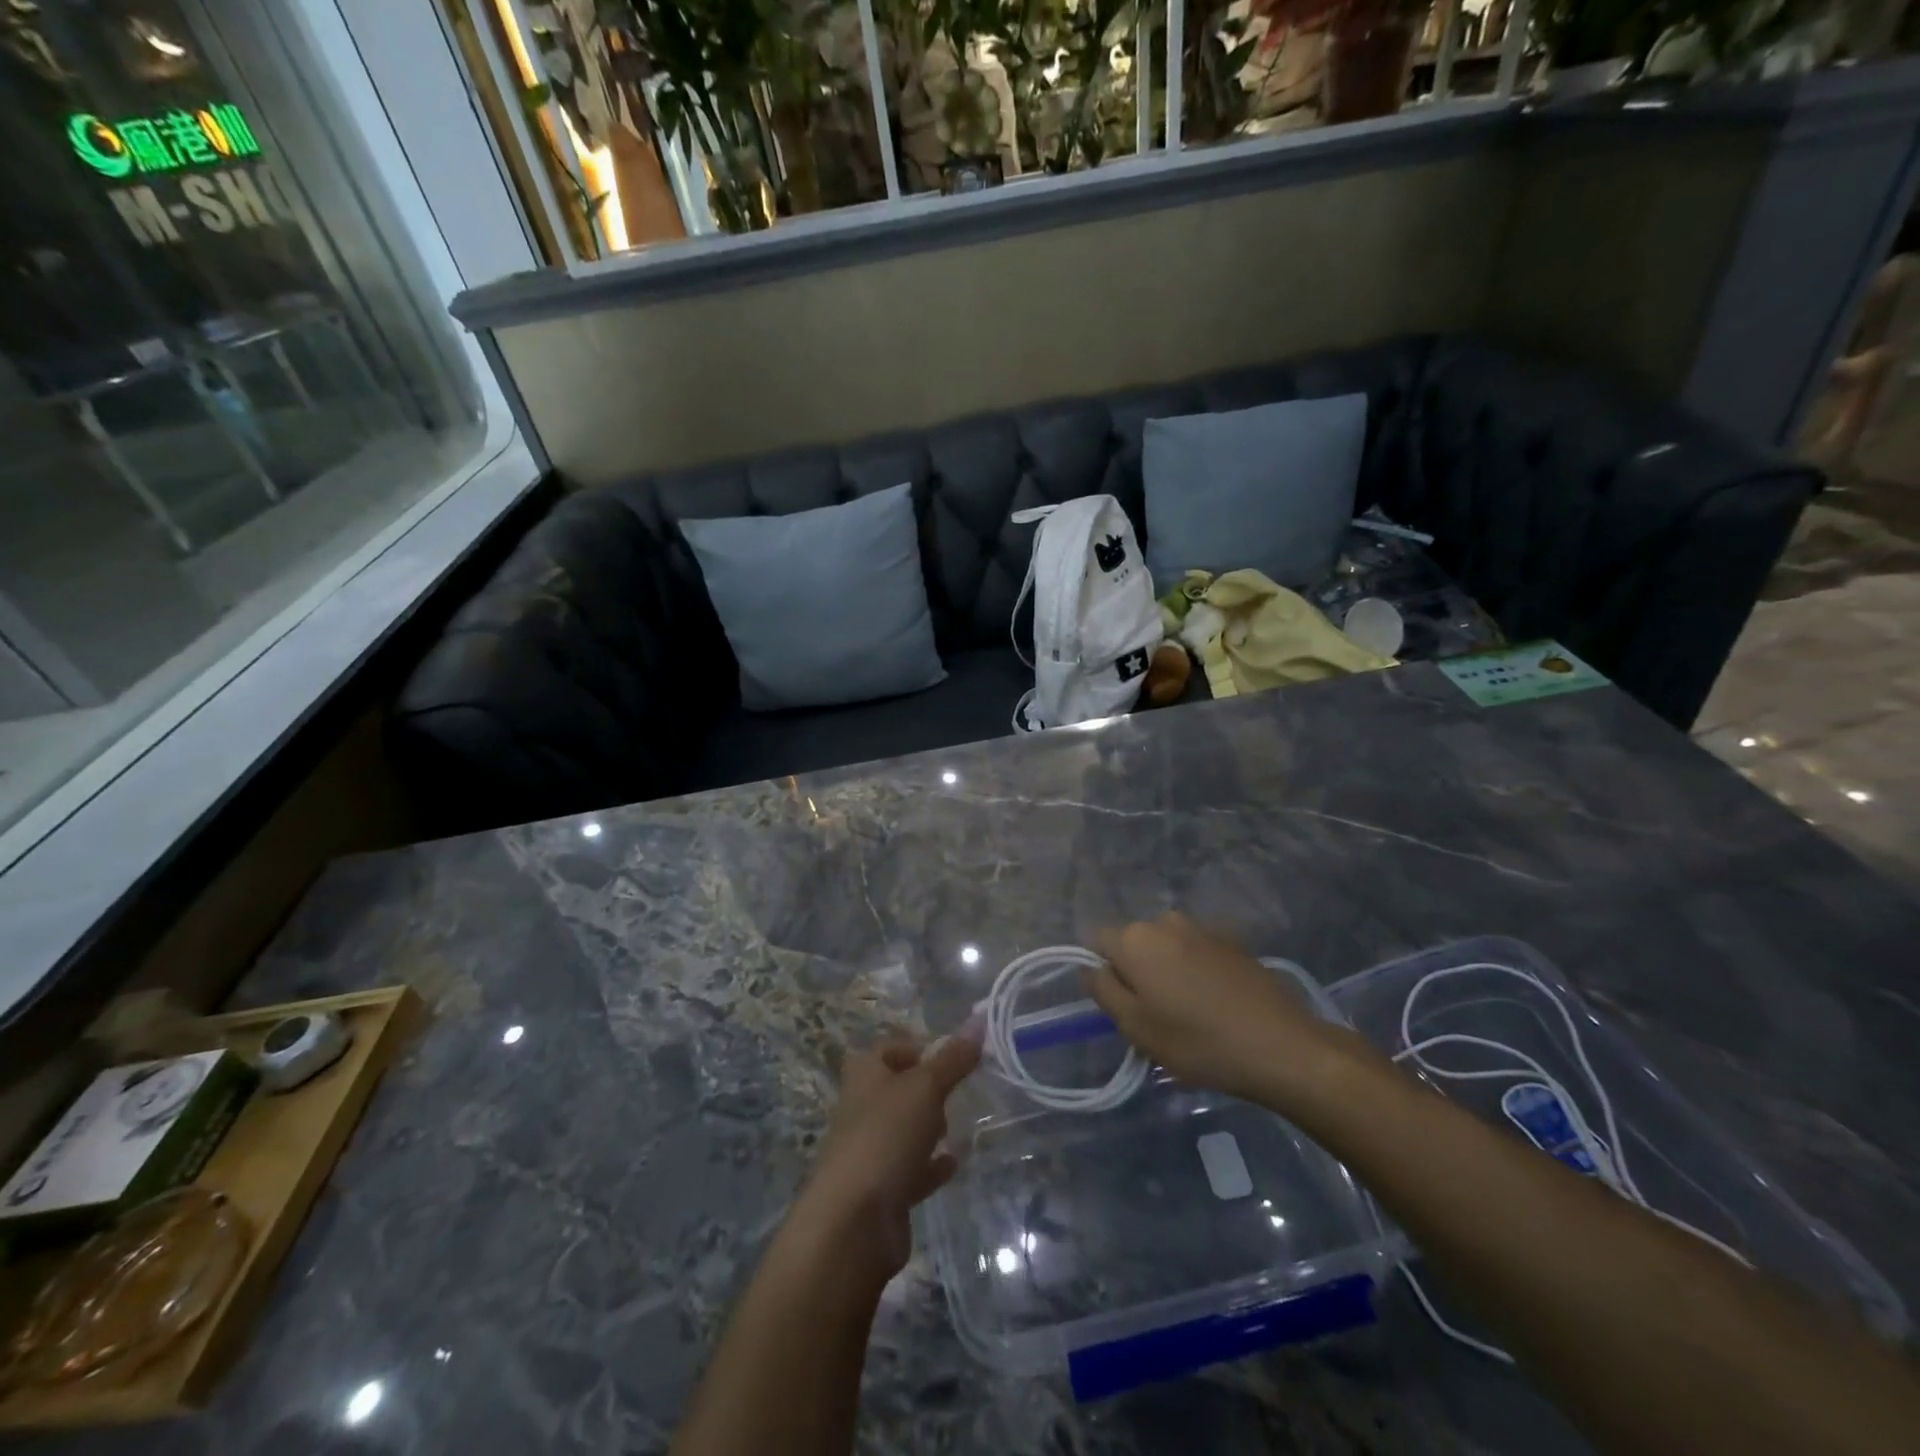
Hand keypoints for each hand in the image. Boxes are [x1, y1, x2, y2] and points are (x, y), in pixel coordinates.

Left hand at [798, 1030, 981, 1277]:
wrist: (854, 1221)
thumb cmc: (886, 1136)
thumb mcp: (925, 1088)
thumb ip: (953, 1059)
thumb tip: (978, 1022)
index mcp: (864, 1075)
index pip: (889, 1048)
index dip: (917, 1048)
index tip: (950, 1058)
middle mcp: (862, 1108)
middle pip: (896, 1089)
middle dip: (925, 1089)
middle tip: (953, 1093)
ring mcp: (870, 1150)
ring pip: (903, 1130)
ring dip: (927, 1127)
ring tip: (956, 1126)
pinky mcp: (881, 1189)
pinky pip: (911, 1169)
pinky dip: (931, 1165)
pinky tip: (954, 1164)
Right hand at [1088, 913, 1342, 1103]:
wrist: (1281, 1046)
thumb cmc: (1197, 1041)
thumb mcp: (1135, 1026)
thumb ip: (1103, 990)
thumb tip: (1090, 968)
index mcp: (1135, 938)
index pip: (1097, 942)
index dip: (1103, 973)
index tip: (1121, 1005)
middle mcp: (1165, 921)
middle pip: (1134, 942)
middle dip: (1136, 970)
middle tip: (1153, 1014)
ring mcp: (1203, 928)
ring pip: (1167, 946)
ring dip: (1168, 970)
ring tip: (1188, 1011)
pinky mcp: (1233, 940)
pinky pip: (1197, 951)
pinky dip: (1196, 970)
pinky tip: (1215, 1002)